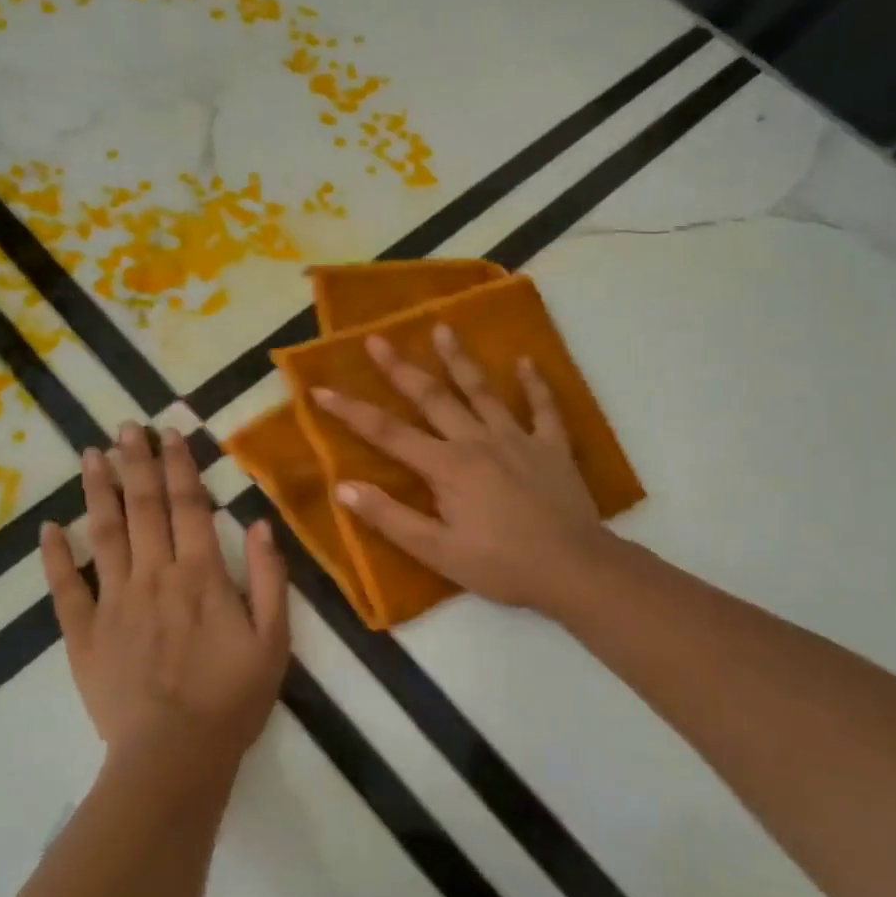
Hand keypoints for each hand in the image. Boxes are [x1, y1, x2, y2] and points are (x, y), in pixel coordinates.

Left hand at [40, 423, 289, 791]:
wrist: (174, 756)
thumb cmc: (232, 698)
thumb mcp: (273, 640)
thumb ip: (269, 578)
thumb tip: (260, 523)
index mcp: (202, 575)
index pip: (189, 506)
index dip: (180, 465)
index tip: (171, 433)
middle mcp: (154, 575)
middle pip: (143, 507)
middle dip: (136, 462)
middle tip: (126, 426)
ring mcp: (114, 602)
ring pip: (103, 534)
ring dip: (98, 491)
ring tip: (91, 454)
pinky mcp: (83, 633)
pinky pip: (66, 588)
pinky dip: (55, 556)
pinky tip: (48, 527)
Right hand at [312, 326, 607, 613]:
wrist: (574, 569)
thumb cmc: (501, 565)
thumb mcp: (437, 552)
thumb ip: (390, 518)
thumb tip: (345, 488)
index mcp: (447, 467)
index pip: (388, 433)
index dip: (351, 411)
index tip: (321, 389)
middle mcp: (478, 441)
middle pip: (432, 398)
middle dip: (400, 368)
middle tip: (377, 339)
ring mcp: (518, 439)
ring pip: (483, 391)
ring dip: (460, 359)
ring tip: (443, 327)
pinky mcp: (552, 447)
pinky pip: (544, 408)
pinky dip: (536, 384)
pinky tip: (527, 361)